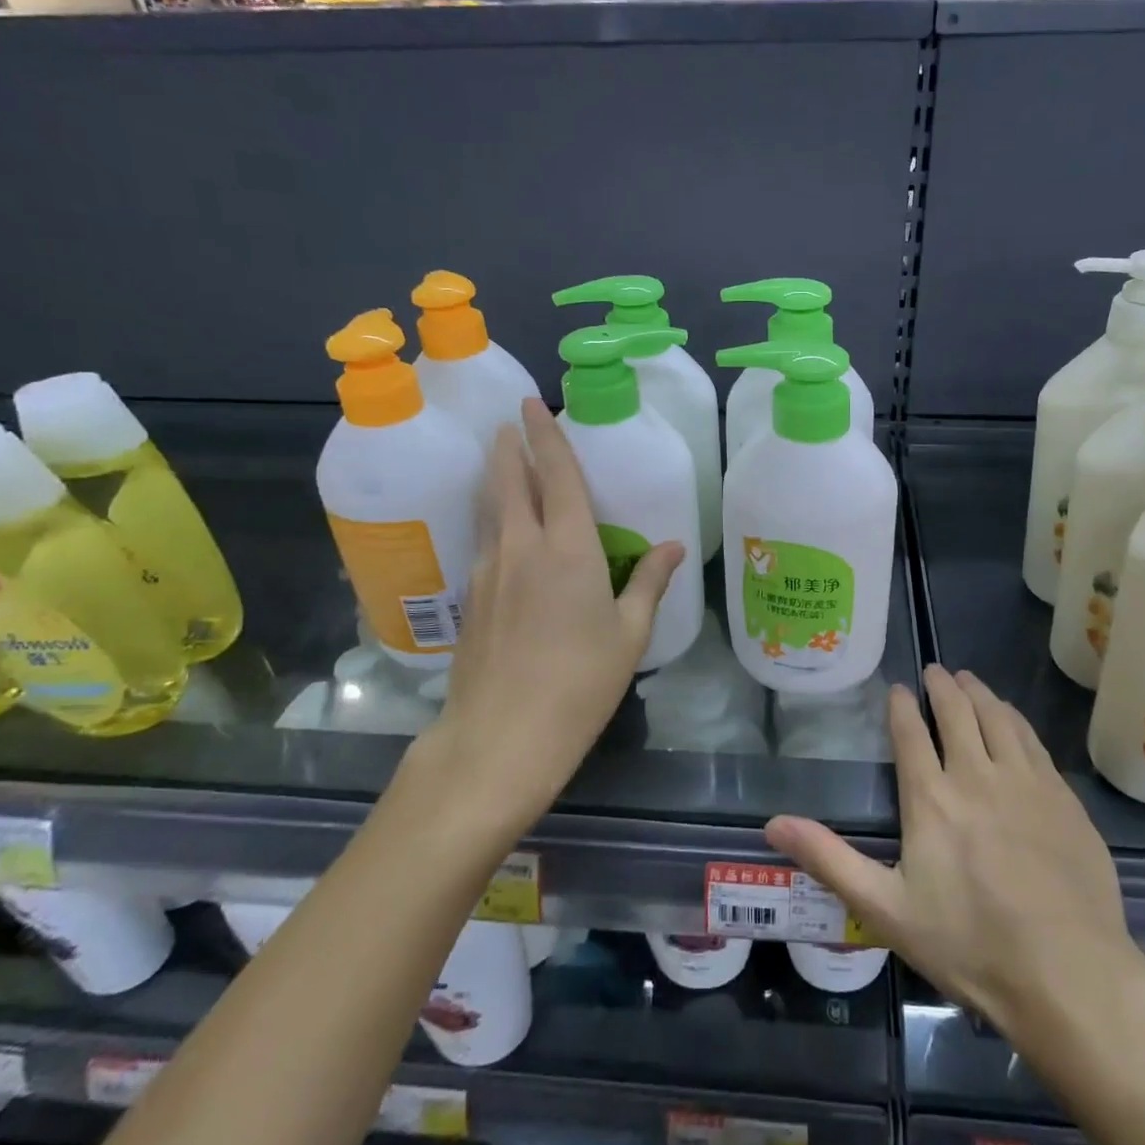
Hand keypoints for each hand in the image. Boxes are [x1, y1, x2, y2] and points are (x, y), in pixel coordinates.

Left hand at [412, 398, 683, 833]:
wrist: (500, 738)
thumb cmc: (579, 684)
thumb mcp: (628, 635)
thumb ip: (649, 583)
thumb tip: (673, 547)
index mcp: (568, 549)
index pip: (556, 475)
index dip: (546, 436)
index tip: (533, 405)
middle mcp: (522, 547)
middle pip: (509, 482)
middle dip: (509, 448)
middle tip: (509, 425)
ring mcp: (489, 571)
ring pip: (490, 508)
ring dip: (495, 478)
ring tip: (498, 461)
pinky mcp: (471, 597)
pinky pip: (483, 539)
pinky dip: (491, 517)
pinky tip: (498, 528)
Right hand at [766, 666, 1144, 1040]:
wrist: (1069, 977)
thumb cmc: (970, 945)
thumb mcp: (886, 909)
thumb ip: (829, 860)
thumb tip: (772, 823)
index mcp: (931, 798)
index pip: (911, 732)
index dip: (901, 704)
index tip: (898, 688)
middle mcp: (976, 774)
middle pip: (957, 712)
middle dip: (942, 686)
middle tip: (935, 671)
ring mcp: (1024, 782)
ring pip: (997, 717)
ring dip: (979, 692)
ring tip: (968, 679)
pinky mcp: (1062, 797)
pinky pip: (1033, 740)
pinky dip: (1015, 718)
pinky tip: (1011, 717)